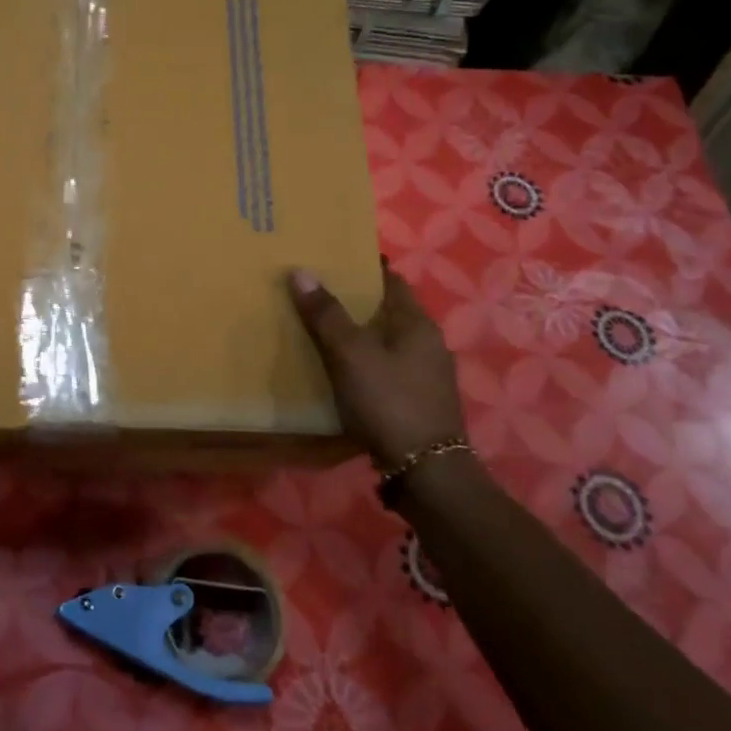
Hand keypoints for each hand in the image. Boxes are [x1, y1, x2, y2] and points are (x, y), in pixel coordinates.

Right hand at [288, 263, 464, 466]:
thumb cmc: (389, 401)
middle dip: (357, 301)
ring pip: (387, 342)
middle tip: (317, 293)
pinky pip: (386, 368)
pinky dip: (364, 362)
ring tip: (322, 330)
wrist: (425, 471)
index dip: (364, 267)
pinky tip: (341, 371)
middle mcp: (428, 344)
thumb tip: (301, 271)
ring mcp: (426, 375)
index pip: (391, 280)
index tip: (334, 258)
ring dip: (360, 334)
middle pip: (389, 311)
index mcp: (417, 324)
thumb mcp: (351, 354)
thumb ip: (326, 314)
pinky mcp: (417, 402)